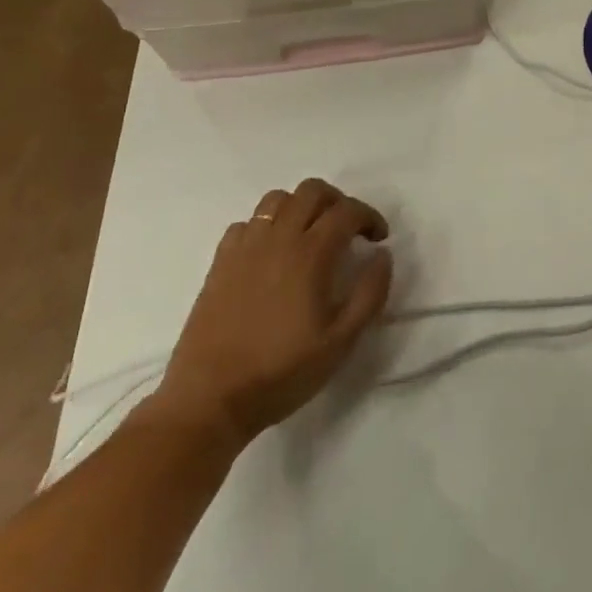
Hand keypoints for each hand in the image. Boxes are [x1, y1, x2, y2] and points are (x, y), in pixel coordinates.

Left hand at [143, 179, 393, 449]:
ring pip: (277, 199)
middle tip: (347, 230)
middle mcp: (278, 239)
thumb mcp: (342, 341)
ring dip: (301, 207)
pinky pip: (246, 223)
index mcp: (311, 254)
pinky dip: (266, 227)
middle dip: (338, 202)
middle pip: (312, 190)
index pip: (348, 210)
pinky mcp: (220, 262)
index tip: (378, 238)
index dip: (369, 217)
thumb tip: (382, 255)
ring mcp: (245, 248)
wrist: (209, 400)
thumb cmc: (282, 371)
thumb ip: (370, 292)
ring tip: (310, 235)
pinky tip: (271, 254)